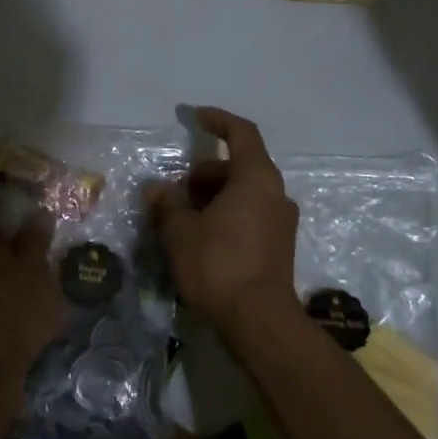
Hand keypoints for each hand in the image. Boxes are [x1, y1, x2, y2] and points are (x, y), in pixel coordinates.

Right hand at [152, 108, 299, 332]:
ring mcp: (281, 221)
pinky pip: (250, 215)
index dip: (217, 120)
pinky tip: (202, 239)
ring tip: (182, 220)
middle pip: (238, 167)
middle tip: (175, 195)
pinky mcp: (280, 246)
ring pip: (243, 193)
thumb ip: (167, 204)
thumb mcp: (181, 232)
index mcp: (257, 178)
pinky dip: (226, 215)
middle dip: (203, 174)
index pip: (241, 133)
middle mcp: (275, 193)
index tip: (194, 116)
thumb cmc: (219, 265)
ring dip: (213, 197)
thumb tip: (156, 189)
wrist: (260, 322)